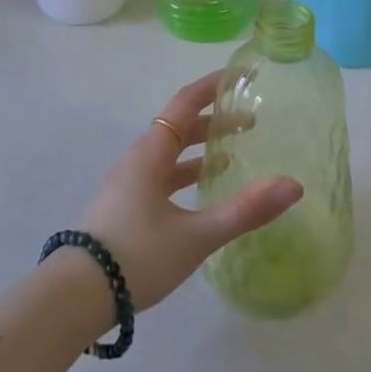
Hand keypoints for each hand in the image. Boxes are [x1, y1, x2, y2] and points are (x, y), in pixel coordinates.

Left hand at [78, 72, 300, 310]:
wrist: (76, 296)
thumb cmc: (137, 256)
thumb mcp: (196, 236)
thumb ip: (245, 211)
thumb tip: (294, 185)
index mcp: (151, 154)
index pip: (185, 103)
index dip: (214, 86)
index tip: (243, 76)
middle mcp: (139, 160)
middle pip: (179, 126)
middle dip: (214, 119)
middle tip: (252, 121)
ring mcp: (130, 184)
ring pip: (171, 153)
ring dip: (201, 148)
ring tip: (235, 153)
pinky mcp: (127, 206)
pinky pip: (163, 175)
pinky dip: (188, 172)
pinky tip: (205, 190)